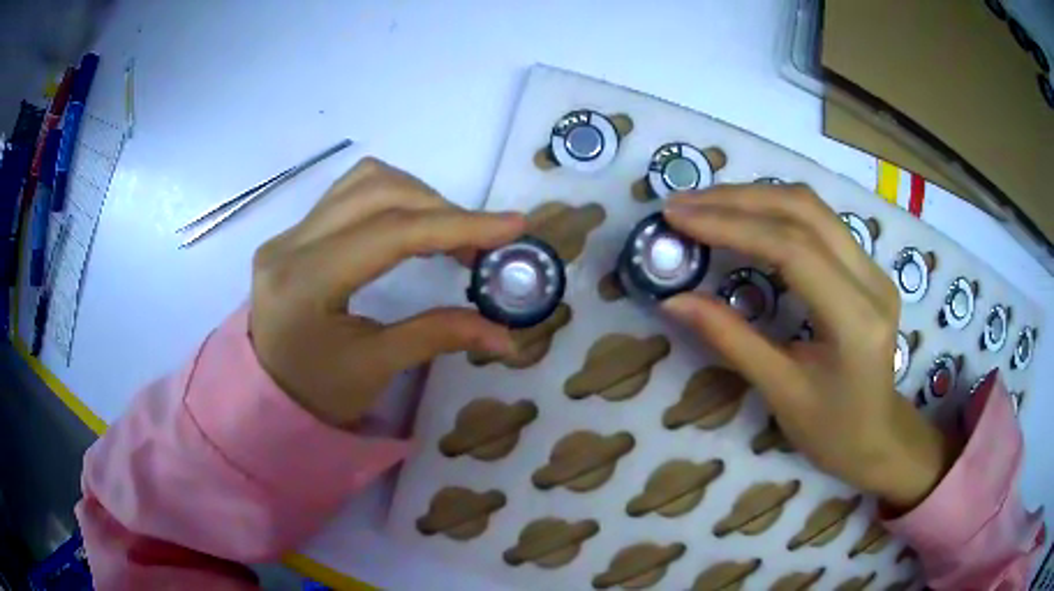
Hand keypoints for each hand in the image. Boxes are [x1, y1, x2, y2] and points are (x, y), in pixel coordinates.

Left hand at [249, 158, 524, 426]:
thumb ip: (439, 336)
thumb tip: (508, 337)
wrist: (267, 394)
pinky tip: (412, 225)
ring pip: (365, 180)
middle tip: (481, 245)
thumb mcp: (376, 369)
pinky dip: (394, 197)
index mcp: (304, 283)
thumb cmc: (317, 393)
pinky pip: (351, 192)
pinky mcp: (295, 231)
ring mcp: (289, 232)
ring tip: (448, 233)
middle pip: (378, 191)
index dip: (456, 225)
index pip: (389, 233)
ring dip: (418, 196)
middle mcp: (290, 243)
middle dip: (441, 209)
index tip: (513, 225)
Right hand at [662, 184, 958, 509]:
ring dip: (755, 198)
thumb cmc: (831, 431)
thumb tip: (673, 301)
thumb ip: (730, 339)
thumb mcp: (780, 392)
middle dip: (738, 199)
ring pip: (813, 208)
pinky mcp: (867, 266)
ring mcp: (874, 268)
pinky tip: (744, 218)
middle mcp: (872, 280)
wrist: (878, 437)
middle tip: (684, 204)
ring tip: (705, 205)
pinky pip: (819, 222)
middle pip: (805, 212)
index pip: (793, 250)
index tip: (678, 218)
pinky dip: (775, 211)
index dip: (731, 226)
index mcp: (856, 320)